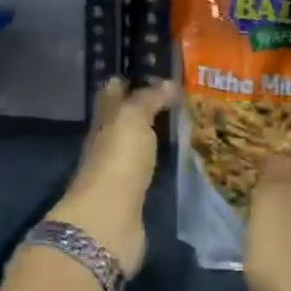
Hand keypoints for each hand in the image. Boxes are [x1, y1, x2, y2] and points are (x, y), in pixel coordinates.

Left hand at [43, 78, 174, 274]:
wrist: (109, 221)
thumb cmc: (118, 160)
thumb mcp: (132, 119)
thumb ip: (148, 99)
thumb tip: (167, 82)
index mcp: (105, 120)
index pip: (113, 92)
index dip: (129, 79)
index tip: (154, 70)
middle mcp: (108, 142)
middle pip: (125, 119)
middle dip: (145, 106)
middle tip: (178, 95)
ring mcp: (120, 171)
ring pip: (138, 143)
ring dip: (154, 134)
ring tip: (185, 122)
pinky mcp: (133, 195)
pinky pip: (148, 169)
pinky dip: (160, 160)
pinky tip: (179, 156)